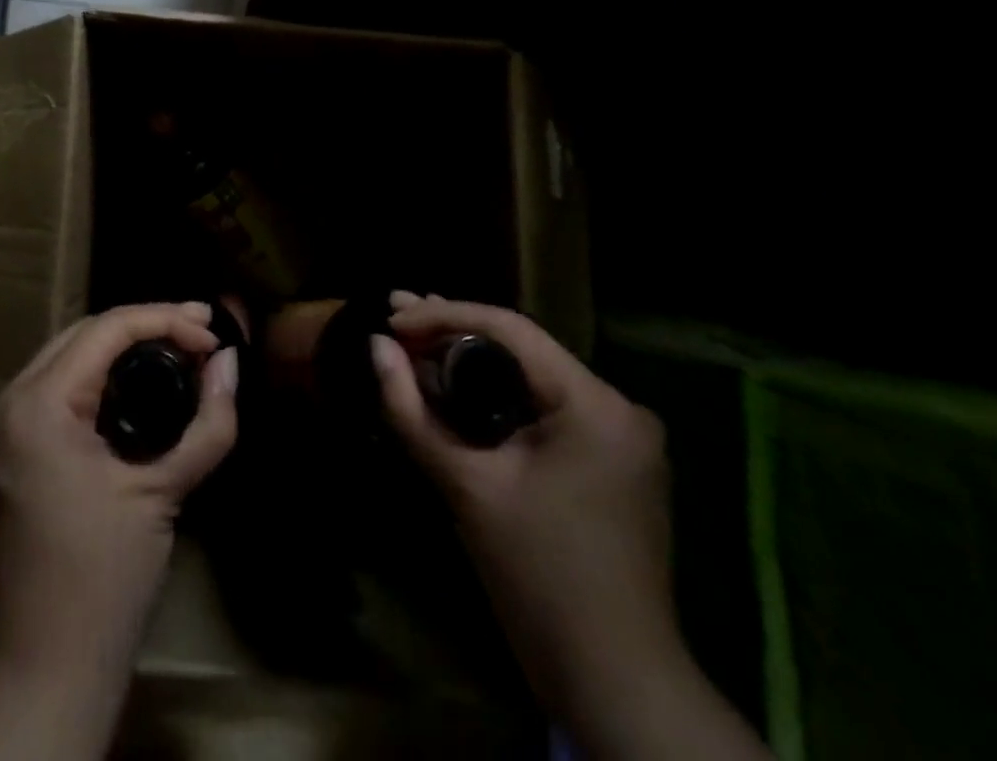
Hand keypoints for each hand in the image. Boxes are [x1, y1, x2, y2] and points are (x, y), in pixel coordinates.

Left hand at [0, 302, 238, 679]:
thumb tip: (230, 363)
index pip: (105, 330)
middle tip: (198, 334)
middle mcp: (4, 405)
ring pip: (61, 360)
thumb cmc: (107, 582)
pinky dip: (90, 382)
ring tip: (173, 353)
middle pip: (80, 335)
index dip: (164, 319)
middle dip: (142, 328)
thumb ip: (208, 423)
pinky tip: (129, 388)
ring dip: (116, 351)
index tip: (212, 332)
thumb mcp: (164, 493)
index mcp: (36, 407)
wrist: (44, 674)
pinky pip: (48, 392)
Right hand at [371, 295, 680, 730]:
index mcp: (596, 404)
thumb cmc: (536, 577)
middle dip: (452, 332)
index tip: (391, 319)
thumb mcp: (465, 486)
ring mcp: (621, 434)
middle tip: (394, 316)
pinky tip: (454, 382)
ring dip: (472, 360)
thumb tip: (375, 347)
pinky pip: (545, 405)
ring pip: (531, 375)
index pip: (509, 328)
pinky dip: (498, 393)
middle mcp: (618, 406)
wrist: (613, 682)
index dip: (443, 315)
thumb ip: (412, 411)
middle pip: (521, 348)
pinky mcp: (612, 458)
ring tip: (413, 338)